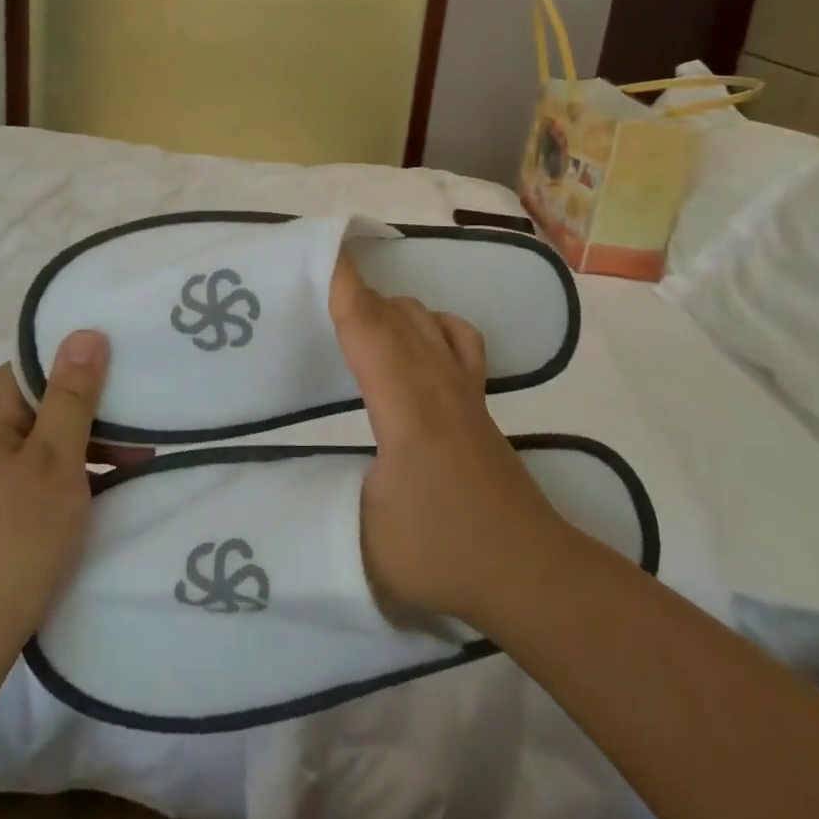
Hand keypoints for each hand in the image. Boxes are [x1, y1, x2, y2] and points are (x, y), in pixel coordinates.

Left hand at [0, 332, 135, 679]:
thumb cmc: (11, 543)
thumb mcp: (55, 463)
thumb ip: (72, 397)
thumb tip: (84, 333)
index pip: (30, 370)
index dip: (76, 366)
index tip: (124, 377)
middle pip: (35, 409)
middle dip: (90, 416)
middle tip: (143, 433)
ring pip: (35, 449)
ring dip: (82, 452)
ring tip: (134, 469)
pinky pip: (26, 482)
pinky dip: (62, 483)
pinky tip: (97, 501)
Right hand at [329, 253, 561, 627]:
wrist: (531, 571)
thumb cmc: (445, 553)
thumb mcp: (363, 539)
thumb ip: (320, 503)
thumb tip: (287, 485)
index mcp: (404, 404)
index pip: (367, 328)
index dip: (341, 284)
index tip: (319, 246)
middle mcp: (435, 381)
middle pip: (391, 314)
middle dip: (352, 288)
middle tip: (310, 280)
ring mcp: (462, 389)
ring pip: (423, 320)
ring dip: (385, 306)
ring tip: (350, 314)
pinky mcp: (478, 403)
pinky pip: (458, 339)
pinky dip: (433, 322)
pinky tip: (419, 333)